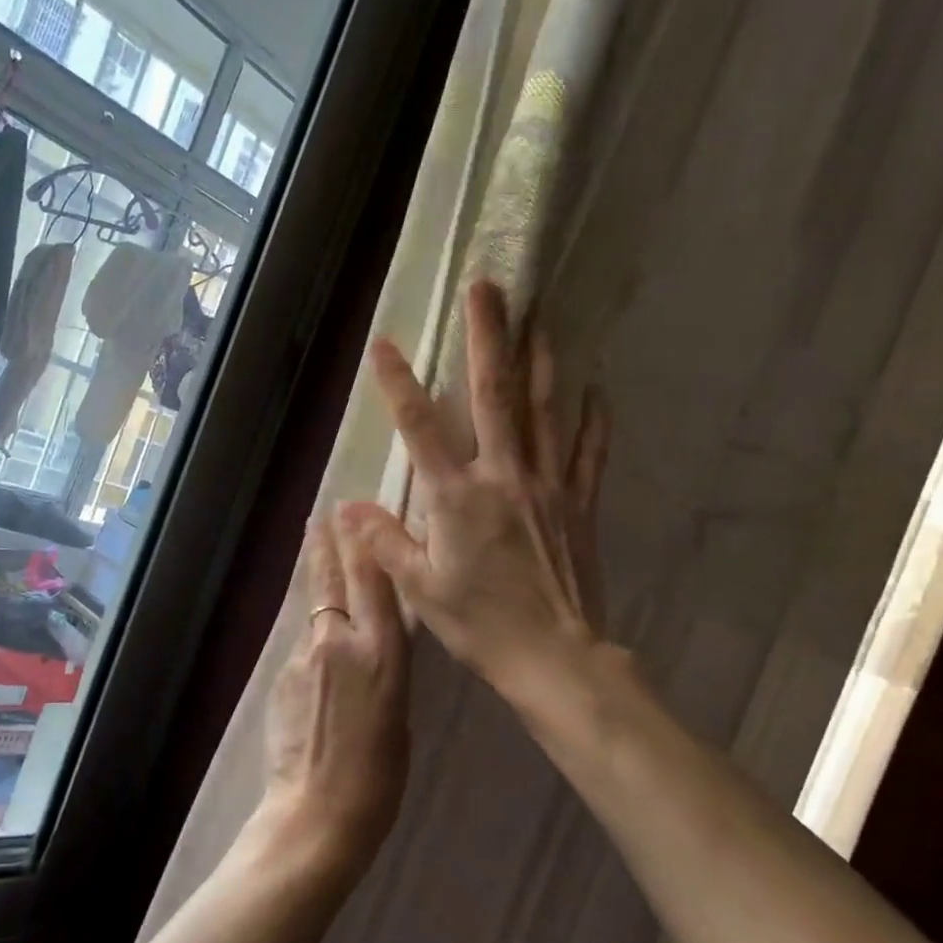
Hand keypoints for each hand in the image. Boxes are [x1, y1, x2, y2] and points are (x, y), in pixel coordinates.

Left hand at [260, 514, 412, 869]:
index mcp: (382, 653)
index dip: (363, 543)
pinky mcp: (280, 677)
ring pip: (312, 609)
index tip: (354, 512)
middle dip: (326, 545)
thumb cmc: (378, 777)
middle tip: (322, 515)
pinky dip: (310, 633)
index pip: (373, 581)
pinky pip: (301, 643)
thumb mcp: (400, 711)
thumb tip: (372, 640)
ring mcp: (303, 658)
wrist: (315, 814)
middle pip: (330, 581)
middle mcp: (339, 643)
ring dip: (315, 580)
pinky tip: (315, 643)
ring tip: (315, 550)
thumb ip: (384, 665)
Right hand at [342, 279, 609, 708]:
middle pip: (495, 394)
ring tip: (542, 315)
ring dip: (540, 359)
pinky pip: (588, 451)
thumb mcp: (420, 588)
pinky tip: (596, 388)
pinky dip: (592, 418)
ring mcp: (548, 485)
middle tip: (489, 286)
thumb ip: (385, 541)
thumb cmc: (480, 625)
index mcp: (456, 497)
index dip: (399, 383)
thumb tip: (346, 506)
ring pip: (545, 409)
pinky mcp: (579, 503)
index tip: (385, 341)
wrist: (555, 657)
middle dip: (488, 336)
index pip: (420, 427)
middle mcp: (503, 476)